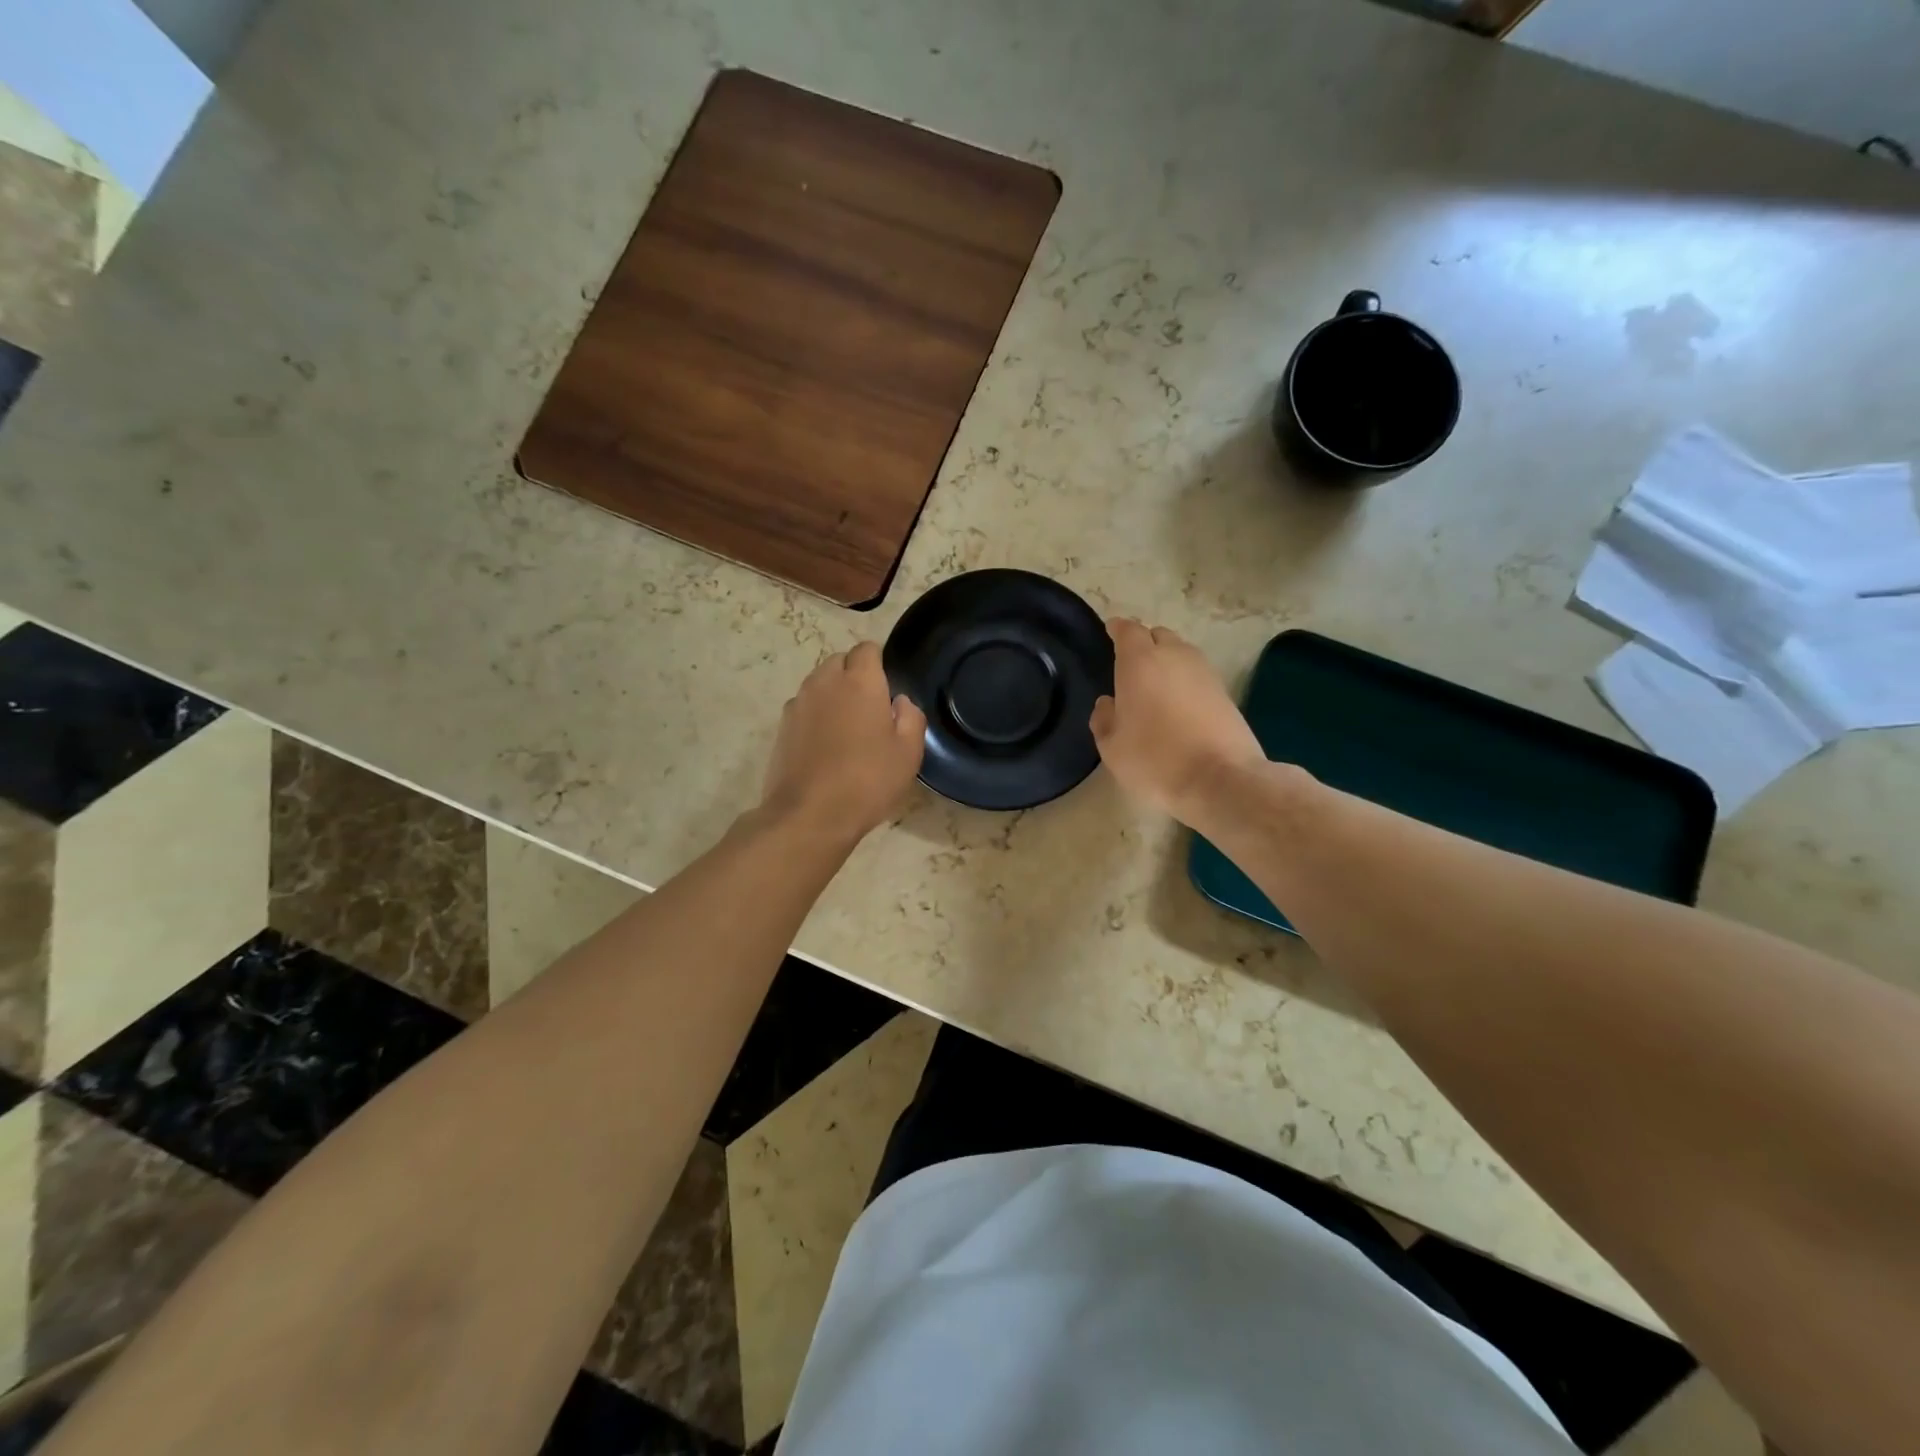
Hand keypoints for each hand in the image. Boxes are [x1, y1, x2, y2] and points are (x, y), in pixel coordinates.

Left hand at [760, 642, 926, 843]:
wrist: (809, 815)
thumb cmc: (868, 780)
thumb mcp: (908, 753)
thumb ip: (911, 717)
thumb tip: (899, 702)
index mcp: (860, 681)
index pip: (867, 649)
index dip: (879, 663)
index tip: (888, 687)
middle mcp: (825, 682)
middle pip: (839, 662)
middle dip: (854, 675)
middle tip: (870, 709)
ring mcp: (798, 703)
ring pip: (819, 684)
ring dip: (833, 695)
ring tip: (847, 728)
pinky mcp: (781, 727)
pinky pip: (804, 708)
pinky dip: (815, 716)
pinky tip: (825, 746)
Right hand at [1090, 619, 1266, 825]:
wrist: (1220, 779)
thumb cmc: (1155, 760)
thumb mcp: (1112, 747)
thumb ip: (1103, 719)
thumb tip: (1108, 703)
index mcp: (1140, 662)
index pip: (1127, 630)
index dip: (1117, 629)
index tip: (1110, 632)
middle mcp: (1174, 656)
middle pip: (1157, 635)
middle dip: (1143, 643)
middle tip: (1130, 665)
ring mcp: (1204, 671)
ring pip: (1181, 653)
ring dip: (1167, 661)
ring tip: (1155, 685)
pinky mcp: (1225, 691)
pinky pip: (1197, 674)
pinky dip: (1185, 680)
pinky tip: (1178, 704)